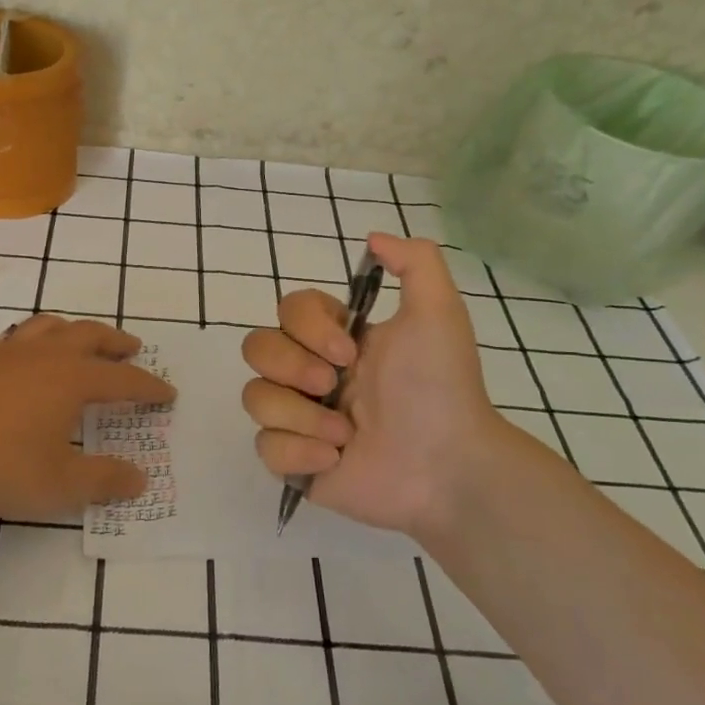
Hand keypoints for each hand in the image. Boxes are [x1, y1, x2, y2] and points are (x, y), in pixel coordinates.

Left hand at [0, 314, 174, 519]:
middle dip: (115, 342)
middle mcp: (43, 356)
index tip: (167, 393)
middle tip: (133, 348)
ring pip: (50, 327)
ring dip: (74, 331)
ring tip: (82, 341)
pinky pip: (16, 338)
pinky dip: (35, 340)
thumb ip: (103, 480)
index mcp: (71, 379)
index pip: (122, 379)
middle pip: (89, 336)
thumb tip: (140, 479)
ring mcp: (5, 353)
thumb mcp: (59, 484)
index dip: (148, 386)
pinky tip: (25, 358)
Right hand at [240, 233, 551, 541]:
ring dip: (300, 414)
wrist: (449, 466)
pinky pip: (264, 447)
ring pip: (254, 397)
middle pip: (256, 348)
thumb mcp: (440, 313)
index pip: (287, 311)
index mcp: (338, 340)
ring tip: (345, 434)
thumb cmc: (441, 388)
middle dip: (292, 366)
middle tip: (334, 385)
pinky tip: (334, 460)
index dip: (306, 327)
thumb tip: (373, 238)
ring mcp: (300, 419)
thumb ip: (415, 262)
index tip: (349, 351)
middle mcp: (312, 374)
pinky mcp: (296, 462)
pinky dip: (297, 452)